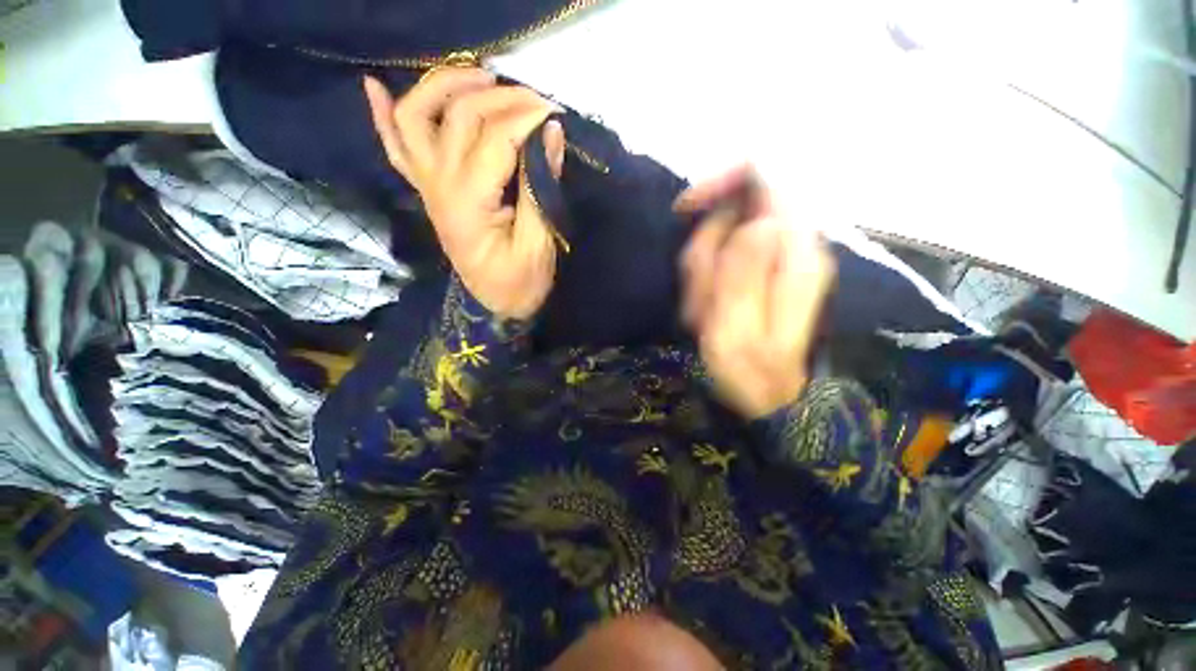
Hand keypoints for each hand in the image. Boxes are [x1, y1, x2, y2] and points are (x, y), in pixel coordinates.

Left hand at [364, 69, 565, 319]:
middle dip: (501, 97)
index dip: (527, 118)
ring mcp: (426, 185)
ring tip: (482, 77)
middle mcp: (438, 185)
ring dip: (445, 86)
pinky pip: (395, 148)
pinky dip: (383, 115)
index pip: (496, 138)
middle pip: (459, 116)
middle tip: (536, 99)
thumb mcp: (538, 244)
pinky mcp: (426, 190)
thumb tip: (552, 132)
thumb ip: (540, 188)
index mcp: (468, 203)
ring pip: (416, 117)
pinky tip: (376, 86)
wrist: (495, 305)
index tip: (556, 113)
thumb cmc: (520, 282)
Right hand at [676, 166, 835, 418]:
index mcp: (795, 254)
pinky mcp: (761, 271)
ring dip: (703, 269)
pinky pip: (724, 256)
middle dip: (705, 247)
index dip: (723, 183)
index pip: (768, 180)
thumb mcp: (737, 328)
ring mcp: (778, 258)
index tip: (685, 209)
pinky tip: (707, 308)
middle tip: (698, 295)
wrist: (765, 397)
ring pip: (725, 235)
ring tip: (702, 312)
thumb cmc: (749, 370)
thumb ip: (745, 272)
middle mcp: (792, 246)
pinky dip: (706, 277)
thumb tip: (756, 221)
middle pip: (738, 211)